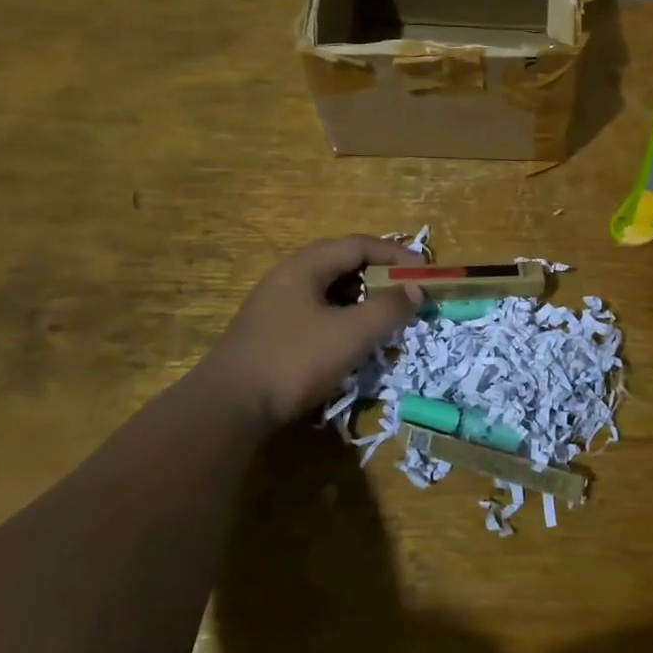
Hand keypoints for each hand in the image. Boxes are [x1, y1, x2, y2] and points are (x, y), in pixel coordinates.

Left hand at [204, 236, 423, 429]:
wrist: (228, 406)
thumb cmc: (294, 360)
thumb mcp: (350, 334)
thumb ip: (388, 308)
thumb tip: (415, 289)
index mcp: (306, 265)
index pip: (359, 245)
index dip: (396, 255)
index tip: (424, 272)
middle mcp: (289, 276)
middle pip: (343, 264)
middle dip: (379, 277)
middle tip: (407, 295)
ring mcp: (276, 304)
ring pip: (329, 290)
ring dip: (361, 300)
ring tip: (384, 320)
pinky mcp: (271, 331)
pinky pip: (316, 312)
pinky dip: (342, 319)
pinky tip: (350, 342)